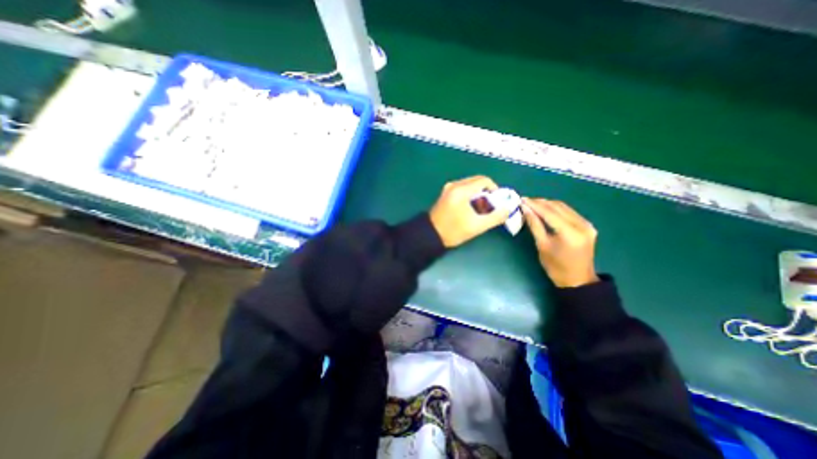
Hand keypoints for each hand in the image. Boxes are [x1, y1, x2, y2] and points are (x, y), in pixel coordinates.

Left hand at [428, 177, 507, 246]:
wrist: (430, 235)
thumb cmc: (453, 231)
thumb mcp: (477, 226)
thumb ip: (495, 217)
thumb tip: (508, 209)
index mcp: (461, 190)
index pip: (484, 180)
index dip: (494, 189)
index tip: (497, 202)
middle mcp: (454, 185)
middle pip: (477, 181)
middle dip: (486, 192)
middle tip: (490, 207)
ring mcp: (448, 189)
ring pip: (469, 185)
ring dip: (478, 194)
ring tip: (480, 210)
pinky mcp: (445, 194)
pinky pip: (462, 189)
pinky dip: (469, 196)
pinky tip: (470, 209)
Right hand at [524, 198, 597, 285]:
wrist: (578, 280)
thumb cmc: (556, 266)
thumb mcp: (542, 245)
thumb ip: (534, 225)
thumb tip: (525, 209)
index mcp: (570, 233)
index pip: (549, 213)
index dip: (534, 205)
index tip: (522, 199)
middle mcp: (582, 225)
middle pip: (558, 207)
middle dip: (540, 202)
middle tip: (525, 201)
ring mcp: (587, 225)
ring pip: (564, 207)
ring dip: (548, 204)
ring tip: (533, 204)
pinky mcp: (587, 226)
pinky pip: (569, 212)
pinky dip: (556, 209)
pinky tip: (546, 210)